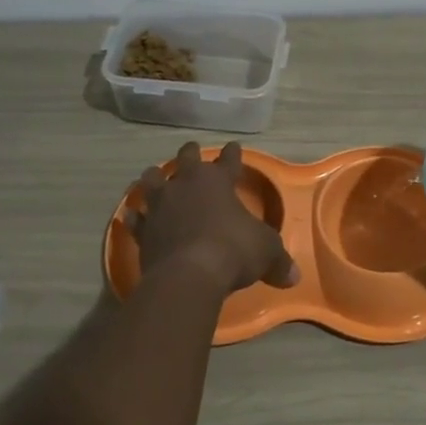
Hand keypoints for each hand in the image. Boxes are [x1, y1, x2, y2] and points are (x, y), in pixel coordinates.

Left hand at [128, 141, 299, 292]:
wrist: (189, 274)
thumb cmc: (233, 250)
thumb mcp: (266, 252)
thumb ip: (278, 261)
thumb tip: (294, 277)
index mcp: (217, 181)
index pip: (228, 160)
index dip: (233, 154)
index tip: (234, 146)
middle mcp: (186, 185)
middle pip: (186, 159)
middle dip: (190, 154)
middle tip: (191, 151)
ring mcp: (160, 205)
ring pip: (152, 180)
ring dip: (155, 178)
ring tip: (154, 177)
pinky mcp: (143, 230)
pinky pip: (136, 218)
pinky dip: (135, 215)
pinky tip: (131, 215)